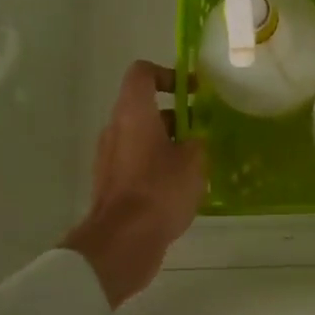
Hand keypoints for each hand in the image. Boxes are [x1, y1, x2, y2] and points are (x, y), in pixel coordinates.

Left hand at [60, 61, 206, 307]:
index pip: (142, 73)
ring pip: (142, 136)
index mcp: (133, 113)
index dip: (168, 74)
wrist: (122, 242)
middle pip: (144, 107)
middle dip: (176, 115)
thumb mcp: (194, 161)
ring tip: (198, 161)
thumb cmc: (160, 191)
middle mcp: (116, 128)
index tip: (193, 91)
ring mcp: (110, 157)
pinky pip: (137, 162)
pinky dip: (157, 165)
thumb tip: (195, 138)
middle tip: (204, 130)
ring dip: (168, 142)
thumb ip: (198, 140)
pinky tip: (182, 186)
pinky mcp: (111, 183)